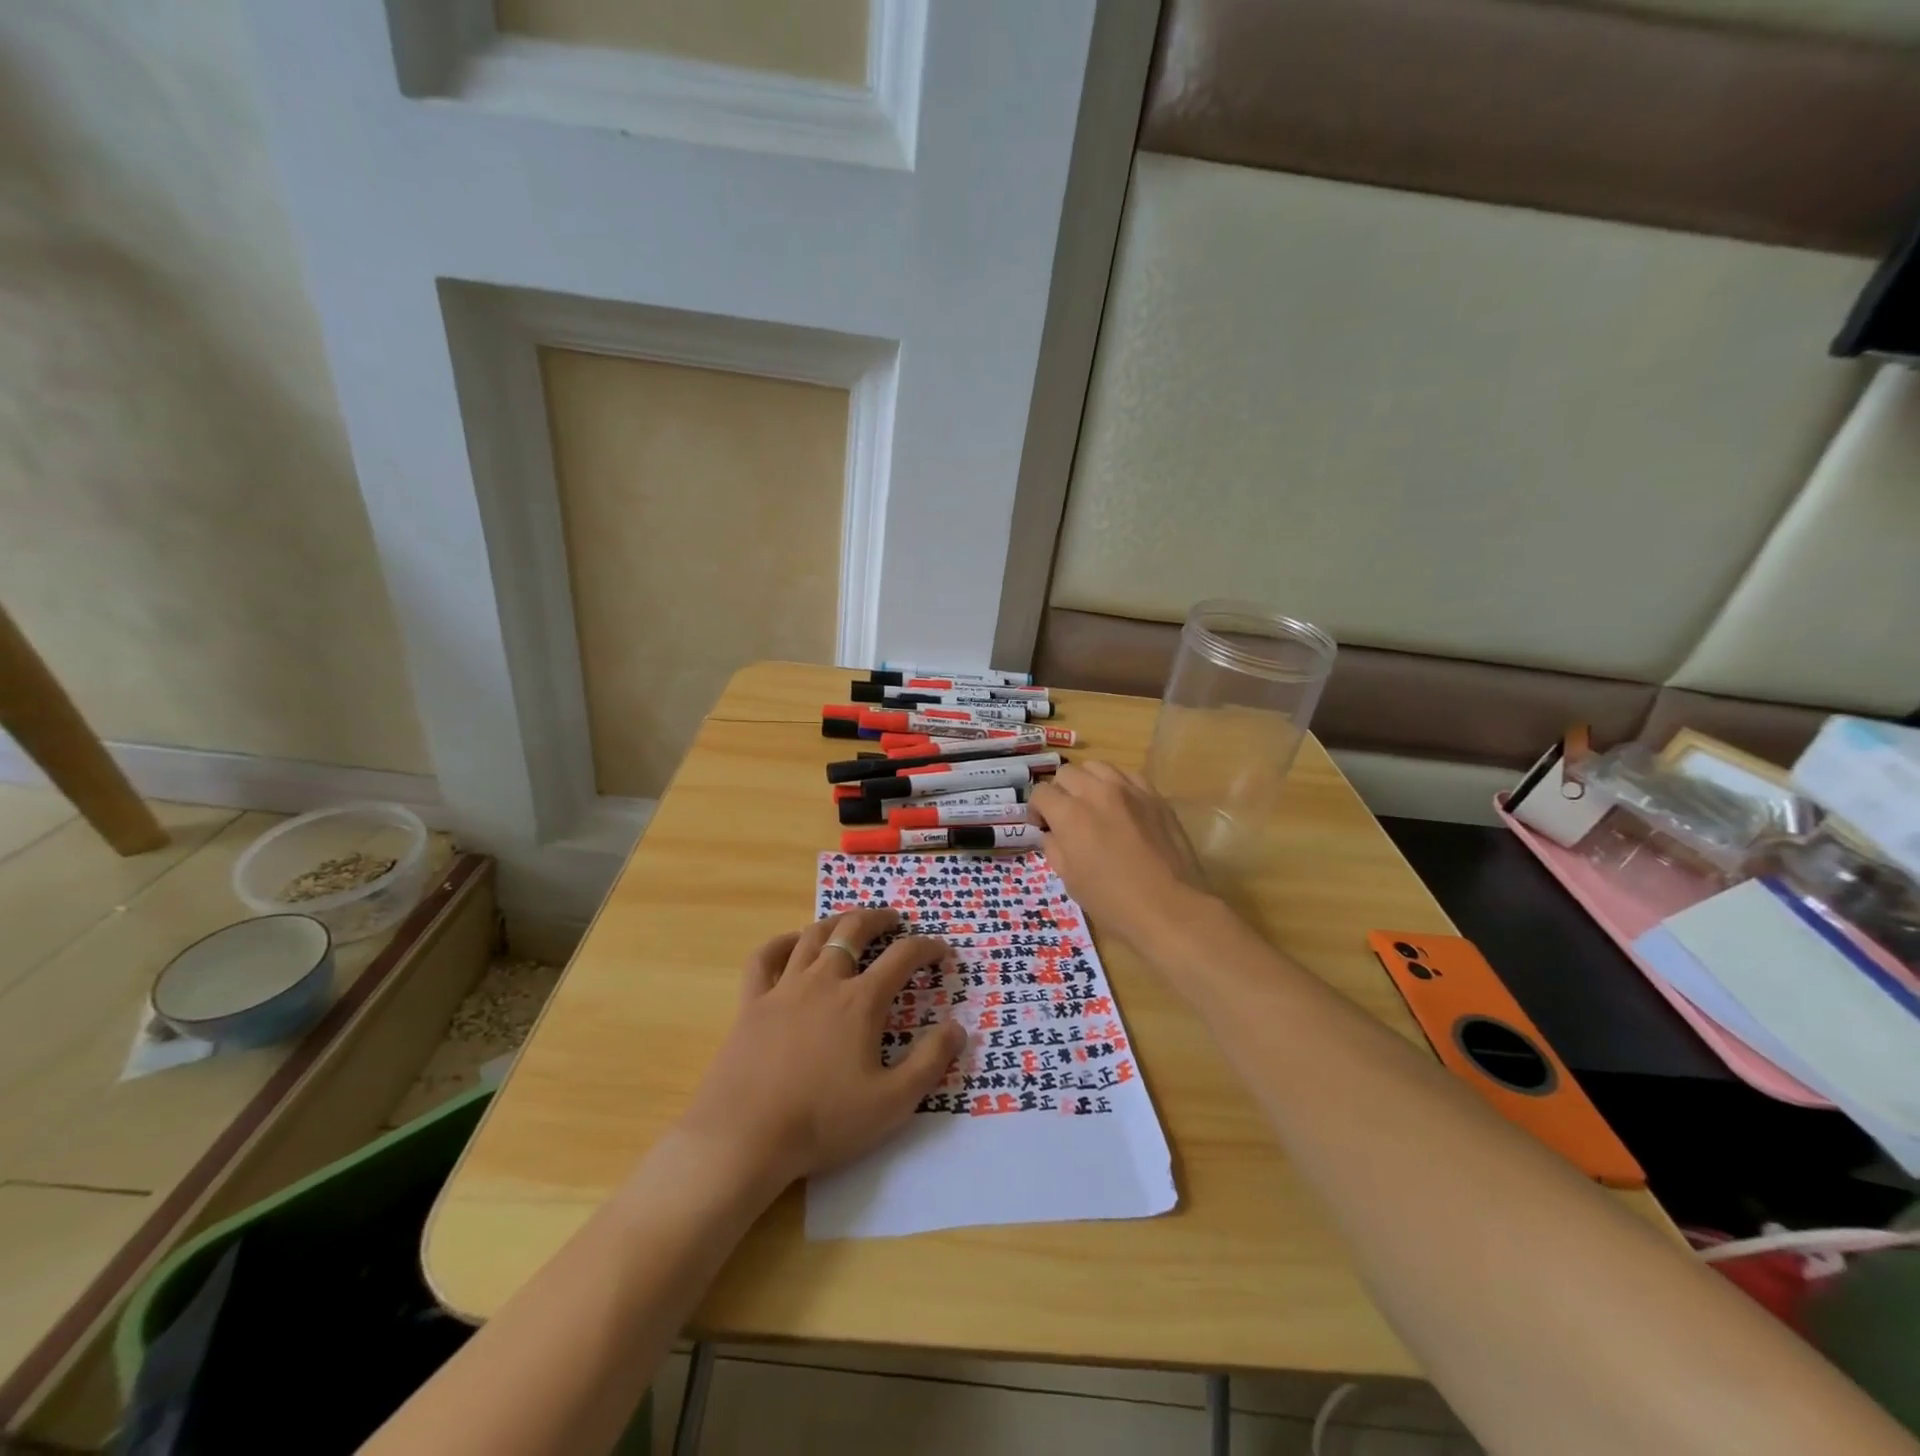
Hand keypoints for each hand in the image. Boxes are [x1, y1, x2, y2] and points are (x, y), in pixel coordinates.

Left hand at [674, 909, 966, 1195]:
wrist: (745, 1137)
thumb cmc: (823, 1121)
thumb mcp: (892, 1102)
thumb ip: (930, 1062)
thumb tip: (958, 1027)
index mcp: (861, 1001)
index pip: (903, 957)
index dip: (927, 947)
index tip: (941, 950)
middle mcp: (824, 981)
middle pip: (854, 930)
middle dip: (879, 919)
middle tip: (894, 919)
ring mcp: (784, 988)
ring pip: (813, 936)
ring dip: (837, 922)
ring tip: (849, 922)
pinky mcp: (751, 1003)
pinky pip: (764, 958)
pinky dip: (781, 942)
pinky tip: (791, 942)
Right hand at [1029, 761, 1208, 948]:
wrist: (1171, 907)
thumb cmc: (1113, 901)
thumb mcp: (1070, 881)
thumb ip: (1054, 848)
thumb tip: (1052, 833)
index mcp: (1070, 815)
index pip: (1041, 792)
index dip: (1037, 809)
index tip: (1043, 826)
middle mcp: (1097, 792)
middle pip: (1067, 772)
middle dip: (1060, 792)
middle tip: (1066, 816)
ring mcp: (1129, 790)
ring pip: (1097, 766)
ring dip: (1088, 782)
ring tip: (1094, 805)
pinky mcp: (1154, 795)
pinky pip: (1128, 776)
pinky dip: (1117, 785)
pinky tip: (1121, 806)